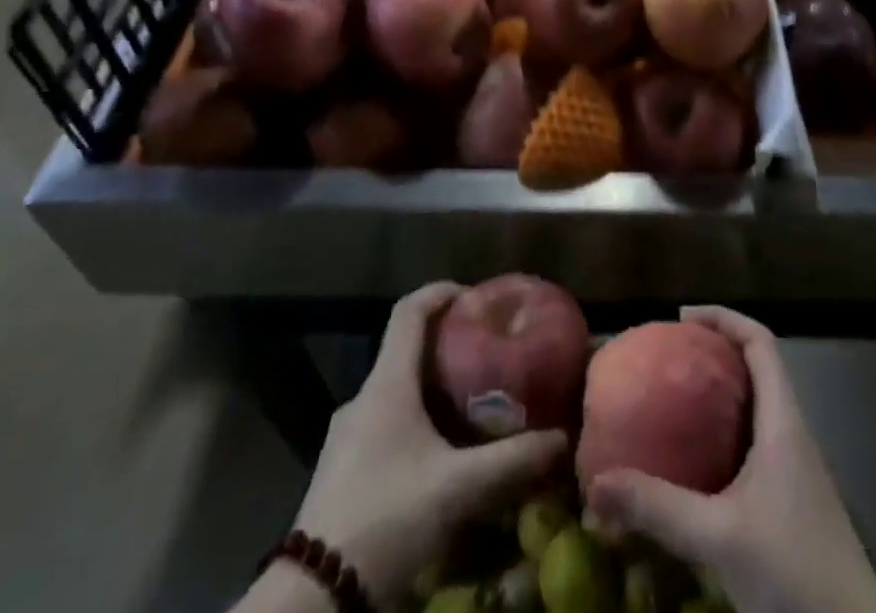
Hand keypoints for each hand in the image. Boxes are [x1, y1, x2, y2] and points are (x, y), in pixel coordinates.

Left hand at [256, 284, 566, 609]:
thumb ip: (512, 461)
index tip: (474, 295)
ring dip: (431, 389)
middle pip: (405, 351)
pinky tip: (439, 457)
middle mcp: (363, 398)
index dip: (440, 292)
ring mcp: (347, 436)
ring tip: (470, 407)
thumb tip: (562, 439)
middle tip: (486, 357)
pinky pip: (385, 425)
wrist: (312, 598)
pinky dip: (415, 423)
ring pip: (396, 392)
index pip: (409, 311)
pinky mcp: (342, 471)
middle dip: (446, 346)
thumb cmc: (386, 518)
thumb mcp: (458, 489)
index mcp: (386, 384)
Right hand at [586, 308, 875, 612]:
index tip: (682, 318)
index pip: (761, 342)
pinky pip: (755, 443)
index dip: (724, 318)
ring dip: (721, 394)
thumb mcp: (718, 538)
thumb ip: (657, 508)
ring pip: (757, 408)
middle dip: (715, 353)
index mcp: (784, 422)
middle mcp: (792, 434)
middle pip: (758, 368)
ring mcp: (796, 470)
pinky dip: (725, 434)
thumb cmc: (795, 573)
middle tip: (669, 357)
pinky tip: (696, 463)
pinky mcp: (792, 503)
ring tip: (674, 400)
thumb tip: (595, 484)